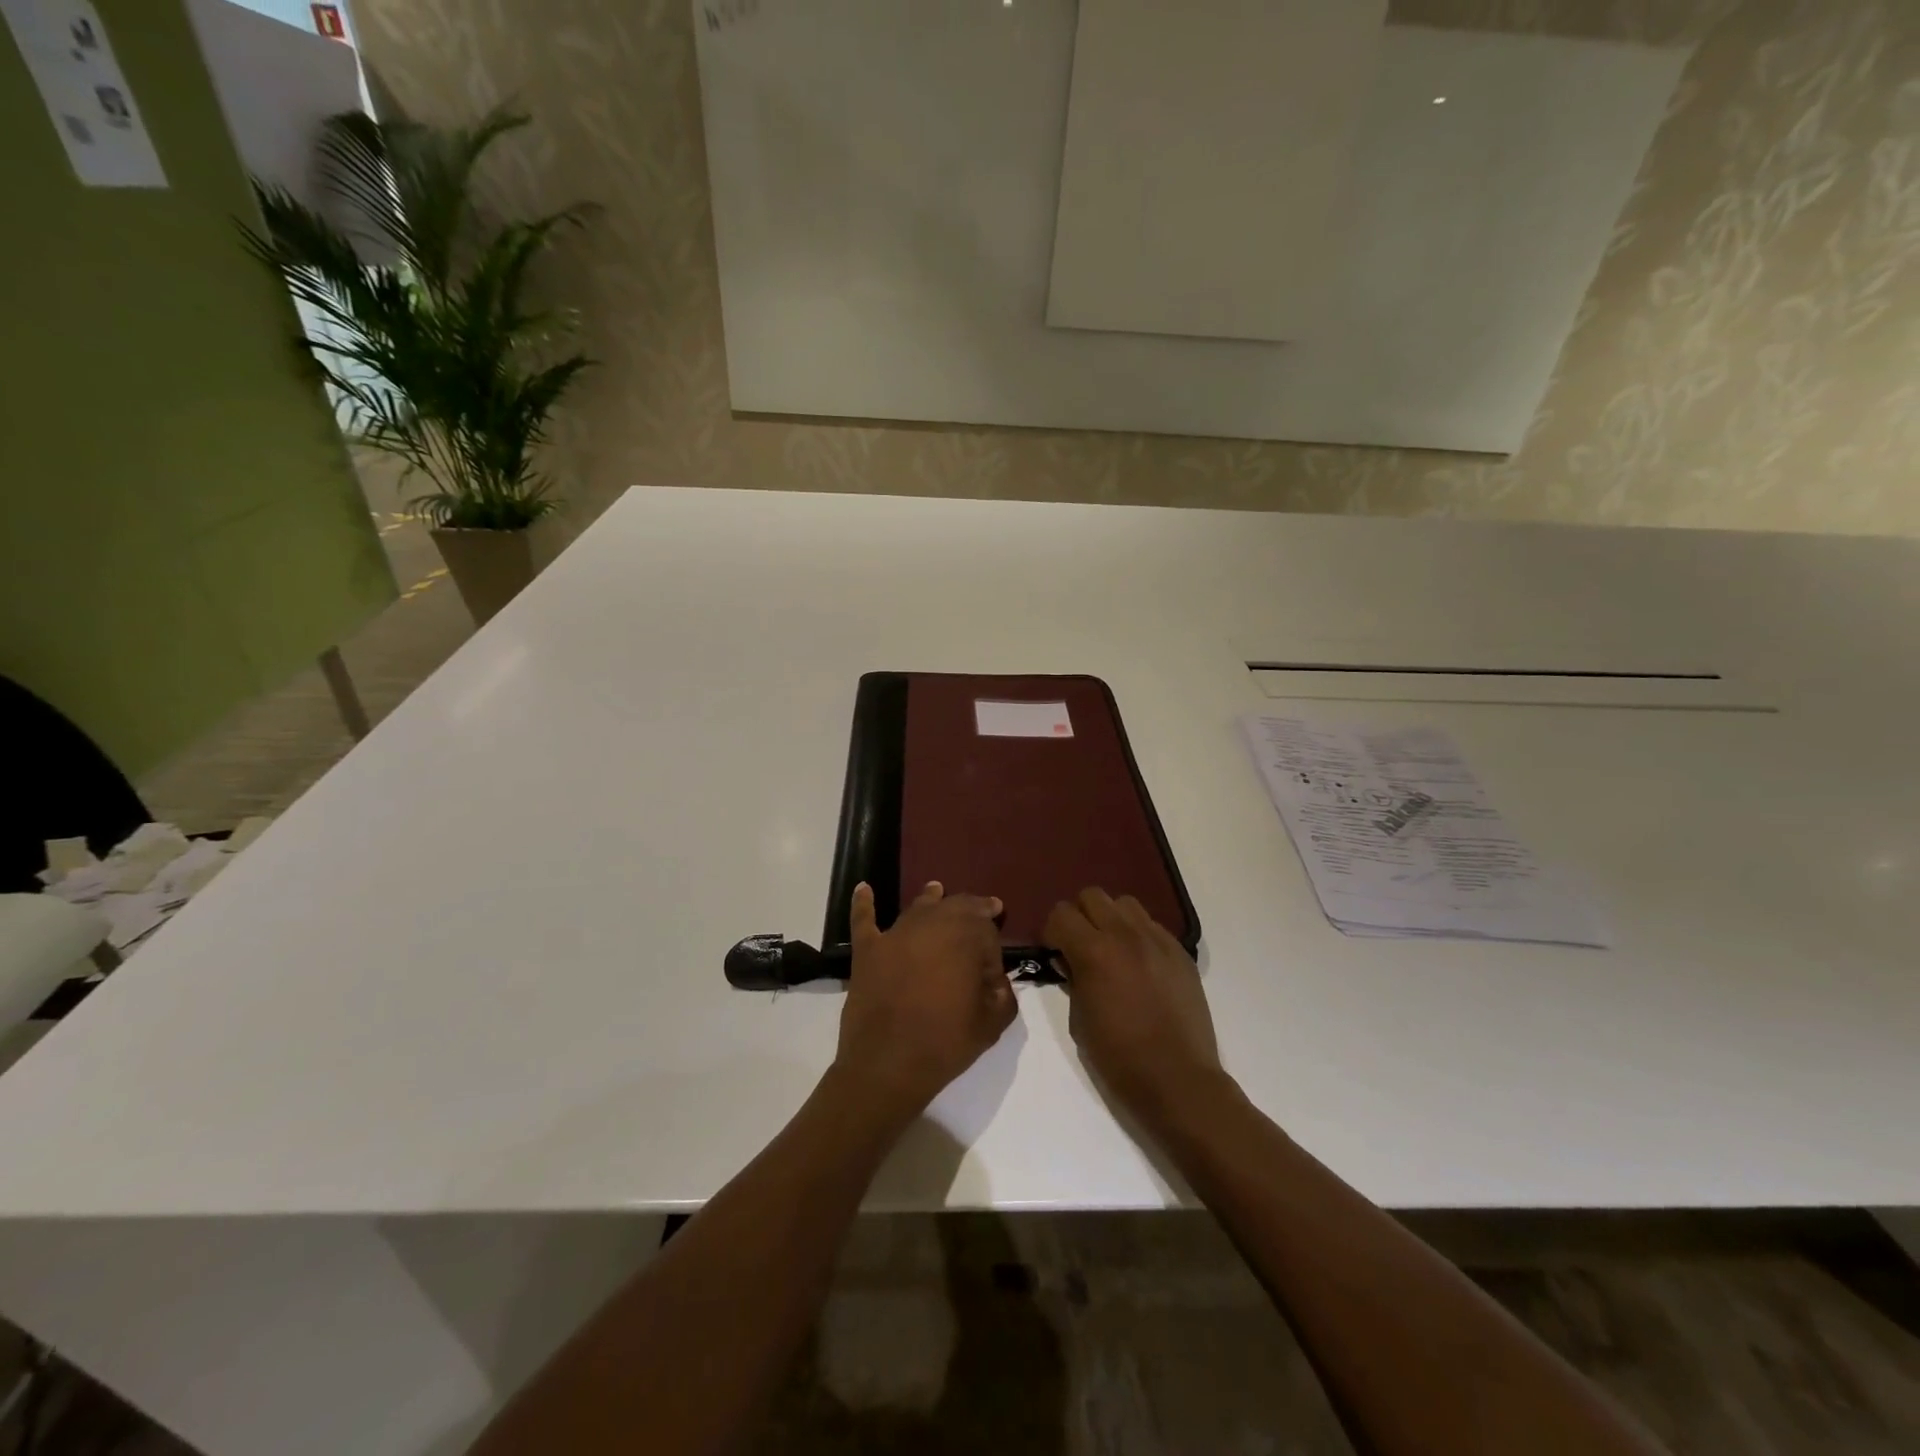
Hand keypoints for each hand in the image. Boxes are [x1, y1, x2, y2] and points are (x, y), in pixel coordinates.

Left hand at [834, 881, 1016, 1123]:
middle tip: (985, 907)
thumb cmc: (945, 1043)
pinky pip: (864, 919)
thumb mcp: (991, 1024)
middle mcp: (931, 926)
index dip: (993, 951)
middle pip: (956, 907)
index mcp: (965, 939)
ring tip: (937, 888)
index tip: (993, 975)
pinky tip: (864, 888)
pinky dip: (864, 903)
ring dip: (931, 897)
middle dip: (973, 908)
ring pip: (918, 907)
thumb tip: (996, 982)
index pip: (986, 931)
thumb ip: (1003, 996)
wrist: (888, 1065)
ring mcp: (895, 935)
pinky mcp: (868, 950)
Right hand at [1044, 888, 1226, 1126]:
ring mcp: (1157, 940)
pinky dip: (1138, 934)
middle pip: (1092, 896)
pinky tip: (1139, 963)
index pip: (1061, 913)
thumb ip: (1072, 979)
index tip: (1054, 951)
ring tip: (1111, 947)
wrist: (1178, 1079)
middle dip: (1079, 916)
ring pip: (1125, 903)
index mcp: (1094, 952)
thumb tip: (1069, 960)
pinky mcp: (1180, 951)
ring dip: (1111, 918)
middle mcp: (1125, 934)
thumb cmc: (1119, 1057)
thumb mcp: (1079, 1020)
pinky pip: (1152, 925)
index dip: (1052, 931)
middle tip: (1079, 944)